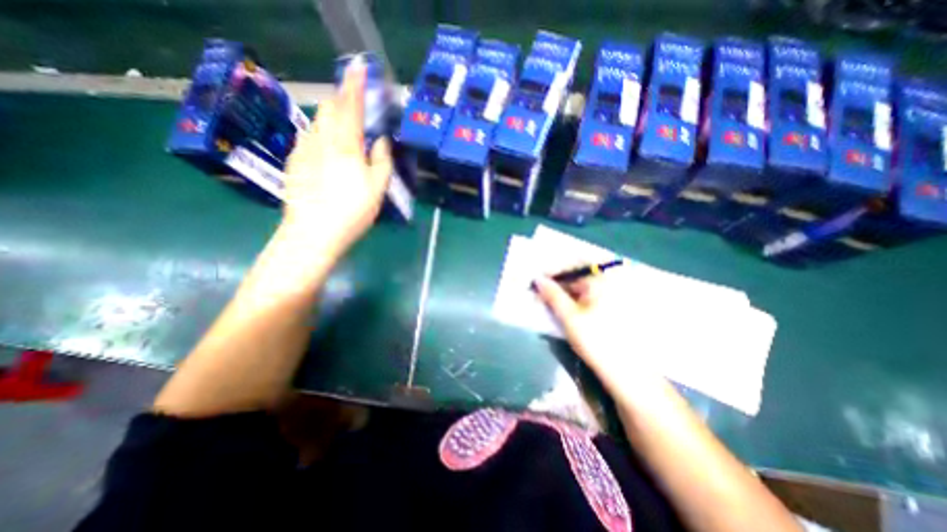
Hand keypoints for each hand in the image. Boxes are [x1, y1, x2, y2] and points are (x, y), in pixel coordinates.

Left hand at [284, 62, 397, 257]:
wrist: (314, 232)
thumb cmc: (352, 211)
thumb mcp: (378, 188)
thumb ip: (382, 160)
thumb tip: (381, 141)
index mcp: (345, 144)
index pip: (350, 105)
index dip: (355, 84)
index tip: (358, 66)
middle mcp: (321, 139)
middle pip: (329, 108)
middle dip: (342, 98)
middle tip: (353, 99)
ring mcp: (303, 149)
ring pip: (317, 121)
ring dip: (331, 116)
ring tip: (343, 124)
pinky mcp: (294, 161)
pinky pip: (308, 137)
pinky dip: (320, 133)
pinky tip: (326, 147)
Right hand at [535, 279, 660, 393]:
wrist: (624, 372)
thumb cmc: (595, 340)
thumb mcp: (568, 316)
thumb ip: (551, 294)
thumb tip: (537, 279)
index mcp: (601, 280)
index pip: (572, 266)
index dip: (552, 272)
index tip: (537, 281)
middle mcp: (609, 283)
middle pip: (577, 276)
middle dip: (557, 283)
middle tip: (539, 292)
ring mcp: (612, 295)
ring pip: (581, 287)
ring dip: (564, 292)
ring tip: (548, 300)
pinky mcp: (612, 307)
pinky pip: (588, 297)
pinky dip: (574, 300)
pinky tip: (563, 308)